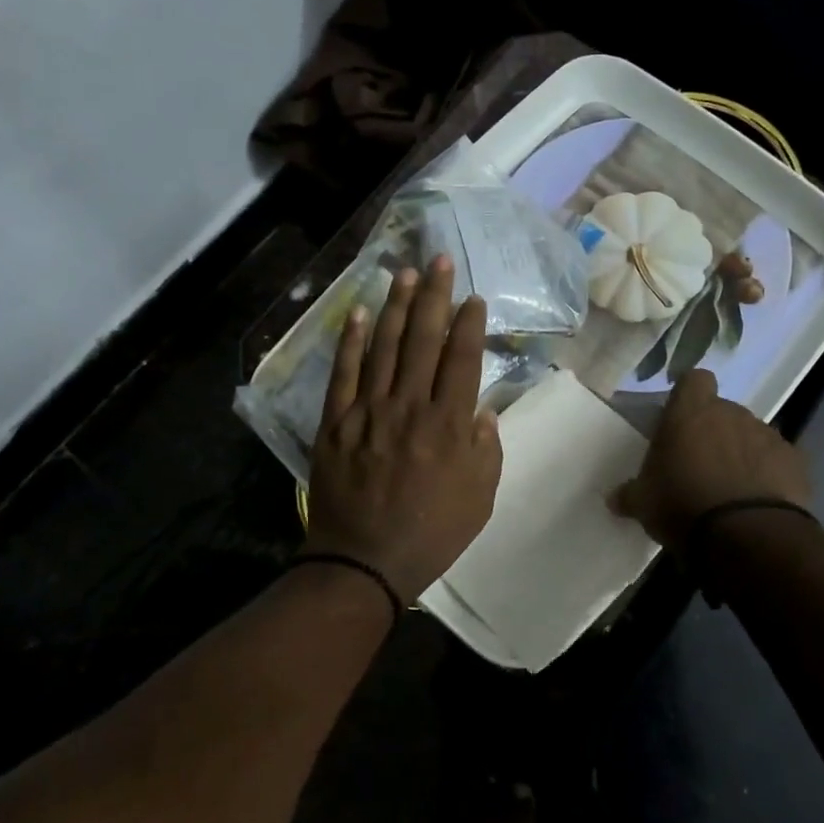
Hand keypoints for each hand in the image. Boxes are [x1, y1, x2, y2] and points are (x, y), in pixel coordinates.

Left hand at [305, 258, 502, 603]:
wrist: (364, 562)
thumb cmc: (431, 534)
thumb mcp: (481, 499)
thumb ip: (487, 449)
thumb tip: (481, 409)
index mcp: (450, 425)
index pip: (463, 358)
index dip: (469, 323)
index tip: (473, 297)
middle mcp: (410, 407)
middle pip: (425, 339)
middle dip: (435, 296)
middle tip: (440, 260)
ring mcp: (369, 411)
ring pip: (386, 346)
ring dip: (397, 306)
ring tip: (404, 272)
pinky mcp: (336, 422)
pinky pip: (344, 372)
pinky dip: (352, 340)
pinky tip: (361, 312)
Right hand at [608, 368, 810, 546]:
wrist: (747, 535)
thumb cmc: (682, 505)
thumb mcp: (644, 503)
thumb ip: (630, 494)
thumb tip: (614, 499)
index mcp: (690, 413)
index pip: (694, 380)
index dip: (688, 395)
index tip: (680, 419)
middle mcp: (731, 413)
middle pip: (722, 411)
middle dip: (713, 432)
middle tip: (699, 466)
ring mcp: (768, 435)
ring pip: (750, 435)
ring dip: (741, 454)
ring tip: (730, 490)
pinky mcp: (796, 461)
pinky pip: (777, 461)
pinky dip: (768, 475)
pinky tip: (758, 503)